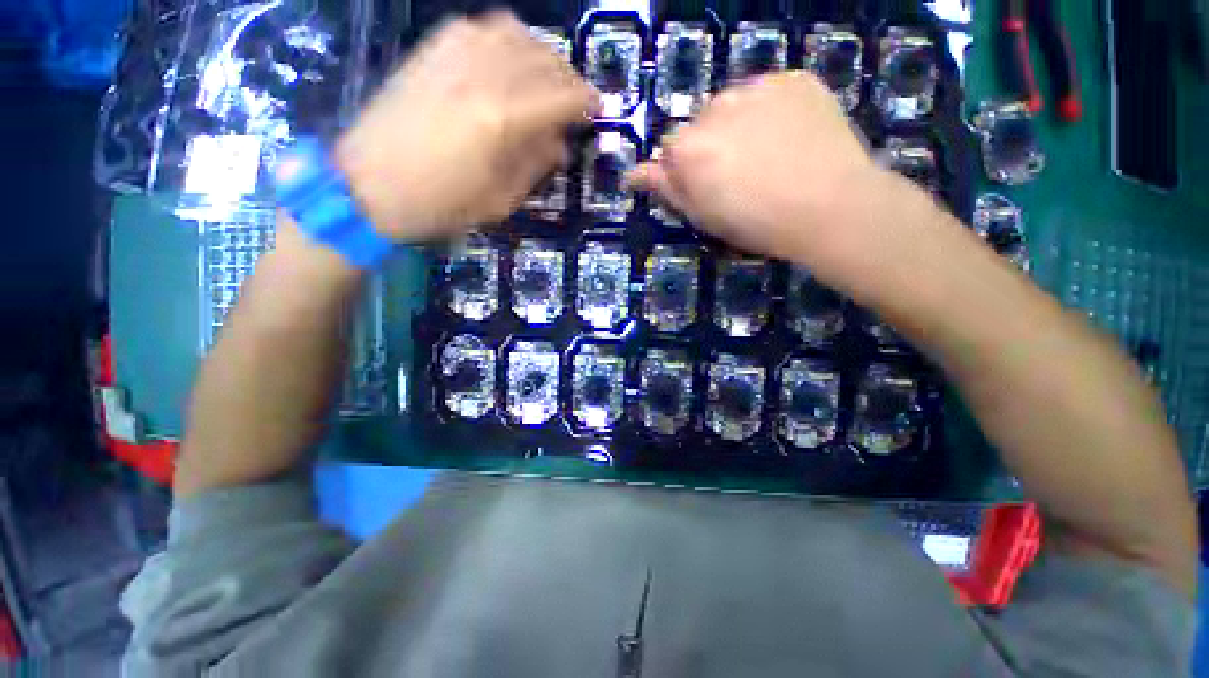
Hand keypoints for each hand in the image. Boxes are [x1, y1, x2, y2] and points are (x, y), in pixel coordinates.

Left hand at [335, 12, 598, 240]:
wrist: (368, 187)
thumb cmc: (440, 205)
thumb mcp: (500, 200)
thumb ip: (536, 165)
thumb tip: (560, 143)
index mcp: (503, 119)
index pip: (563, 96)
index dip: (587, 102)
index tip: (598, 112)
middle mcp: (483, 74)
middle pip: (545, 60)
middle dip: (569, 80)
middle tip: (575, 103)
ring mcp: (454, 54)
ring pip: (518, 34)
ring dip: (542, 57)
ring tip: (547, 82)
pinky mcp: (432, 50)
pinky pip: (483, 28)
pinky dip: (508, 41)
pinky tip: (509, 63)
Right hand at [628, 73, 926, 292]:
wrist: (831, 208)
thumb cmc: (757, 224)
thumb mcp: (703, 217)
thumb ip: (667, 190)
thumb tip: (634, 174)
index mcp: (689, 148)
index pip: (667, 149)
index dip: (683, 170)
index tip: (702, 186)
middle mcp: (715, 107)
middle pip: (699, 124)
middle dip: (708, 144)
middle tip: (737, 173)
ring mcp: (758, 87)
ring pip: (733, 105)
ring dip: (738, 124)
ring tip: (766, 154)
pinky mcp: (794, 78)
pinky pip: (769, 92)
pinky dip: (770, 111)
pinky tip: (788, 136)